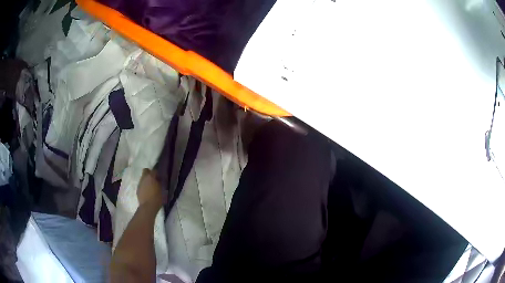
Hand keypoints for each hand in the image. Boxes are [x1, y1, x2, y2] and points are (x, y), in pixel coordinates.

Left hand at [137, 169, 164, 210]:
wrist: (148, 207)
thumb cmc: (157, 198)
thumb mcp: (162, 189)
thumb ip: (160, 183)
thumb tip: (159, 179)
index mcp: (151, 177)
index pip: (154, 170)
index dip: (157, 173)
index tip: (160, 177)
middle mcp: (144, 178)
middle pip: (146, 171)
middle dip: (149, 173)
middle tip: (154, 179)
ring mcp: (140, 183)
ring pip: (143, 178)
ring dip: (146, 180)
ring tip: (151, 187)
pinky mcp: (137, 189)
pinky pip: (141, 185)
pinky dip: (144, 186)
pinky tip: (147, 192)